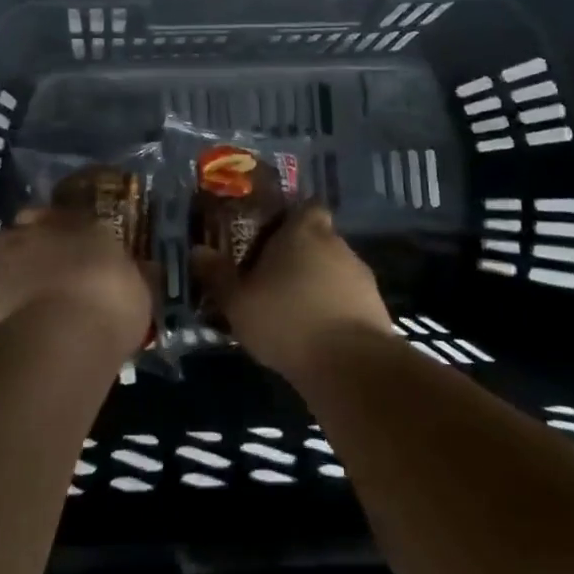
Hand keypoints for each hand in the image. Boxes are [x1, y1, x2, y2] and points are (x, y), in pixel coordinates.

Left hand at [0, 207, 152, 363]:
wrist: (57, 340)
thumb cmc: (109, 303)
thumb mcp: (139, 291)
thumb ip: (135, 276)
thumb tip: (145, 269)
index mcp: (78, 223)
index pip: (68, 213)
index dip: (69, 227)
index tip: (76, 243)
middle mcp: (39, 233)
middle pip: (28, 226)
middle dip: (35, 240)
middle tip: (49, 264)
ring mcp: (7, 263)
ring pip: (6, 256)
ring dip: (17, 270)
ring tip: (33, 298)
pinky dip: (7, 304)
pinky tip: (22, 326)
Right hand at [192, 205, 395, 377]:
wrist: (351, 366)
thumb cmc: (286, 319)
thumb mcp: (238, 301)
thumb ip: (218, 275)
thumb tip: (198, 251)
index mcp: (304, 230)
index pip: (305, 207)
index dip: (290, 218)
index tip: (270, 236)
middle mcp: (336, 244)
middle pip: (318, 238)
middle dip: (299, 255)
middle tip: (272, 277)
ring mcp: (361, 276)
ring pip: (333, 270)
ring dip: (317, 284)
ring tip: (292, 310)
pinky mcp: (376, 308)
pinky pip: (348, 299)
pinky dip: (334, 309)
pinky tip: (315, 333)